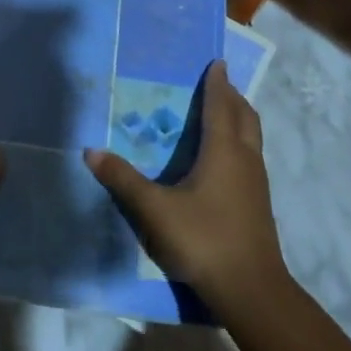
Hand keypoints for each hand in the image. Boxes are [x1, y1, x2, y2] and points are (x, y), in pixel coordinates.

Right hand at [84, 59, 287, 311]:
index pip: (221, 106)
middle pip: (245, 117)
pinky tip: (223, 161)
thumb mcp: (155, 210)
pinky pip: (251, 157)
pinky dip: (240, 143)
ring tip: (223, 115)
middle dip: (233, 97)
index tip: (217, 62)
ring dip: (239, 120)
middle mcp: (245, 159)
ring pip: (252, 138)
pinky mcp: (258, 203)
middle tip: (218, 85)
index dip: (217, 83)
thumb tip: (91, 151)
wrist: (250, 288)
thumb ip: (123, 180)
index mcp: (224, 151)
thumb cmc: (203, 239)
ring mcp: (257, 182)